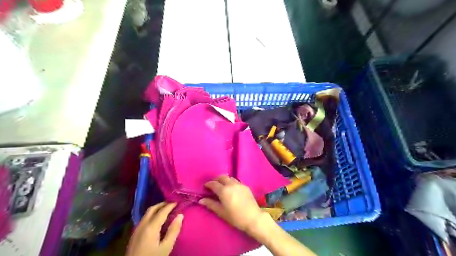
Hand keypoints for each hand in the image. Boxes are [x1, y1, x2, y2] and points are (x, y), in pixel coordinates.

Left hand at [126, 202, 182, 255]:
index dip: (171, 205)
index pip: (162, 211)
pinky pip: (144, 219)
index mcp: (151, 227)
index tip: (178, 201)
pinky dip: (152, 215)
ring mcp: (137, 229)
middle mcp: (142, 224)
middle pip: (152, 209)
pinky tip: (157, 220)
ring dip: (157, 209)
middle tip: (172, 203)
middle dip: (162, 204)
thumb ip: (173, 231)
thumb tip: (180, 215)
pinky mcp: (134, 235)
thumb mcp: (166, 247)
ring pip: (147, 213)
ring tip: (166, 210)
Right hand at [199, 175, 267, 234]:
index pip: (213, 183)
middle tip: (213, 186)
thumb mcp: (221, 212)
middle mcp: (231, 184)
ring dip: (224, 180)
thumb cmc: (235, 217)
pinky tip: (231, 190)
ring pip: (229, 178)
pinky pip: (236, 181)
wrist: (253, 218)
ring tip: (222, 187)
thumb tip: (201, 200)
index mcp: (224, 190)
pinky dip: (231, 183)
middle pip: (221, 177)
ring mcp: (239, 184)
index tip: (205, 187)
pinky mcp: (245, 186)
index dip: (208, 184)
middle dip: (216, 180)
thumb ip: (211, 204)